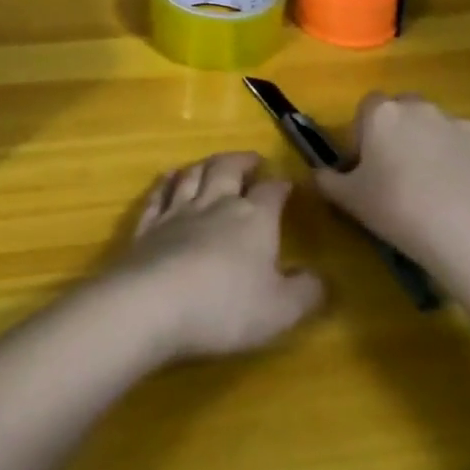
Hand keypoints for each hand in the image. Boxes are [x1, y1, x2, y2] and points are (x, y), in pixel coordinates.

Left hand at [112, 151, 324, 361]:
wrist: (154, 303)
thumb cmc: (226, 307)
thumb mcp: (281, 310)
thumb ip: (306, 293)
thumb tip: (321, 278)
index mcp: (253, 218)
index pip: (271, 192)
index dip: (281, 185)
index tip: (288, 183)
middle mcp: (215, 203)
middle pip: (228, 169)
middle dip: (242, 161)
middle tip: (251, 159)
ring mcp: (177, 211)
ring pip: (193, 175)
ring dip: (205, 164)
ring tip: (213, 162)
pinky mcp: (148, 225)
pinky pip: (159, 194)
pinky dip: (167, 182)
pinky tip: (169, 177)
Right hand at [314, 92, 469, 268]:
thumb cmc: (398, 209)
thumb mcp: (351, 201)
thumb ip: (329, 181)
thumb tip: (318, 174)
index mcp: (384, 114)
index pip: (368, 107)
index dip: (366, 133)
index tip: (368, 165)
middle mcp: (423, 109)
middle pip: (407, 112)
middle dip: (404, 135)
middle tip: (402, 175)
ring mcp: (464, 126)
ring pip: (443, 131)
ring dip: (438, 150)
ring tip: (440, 193)